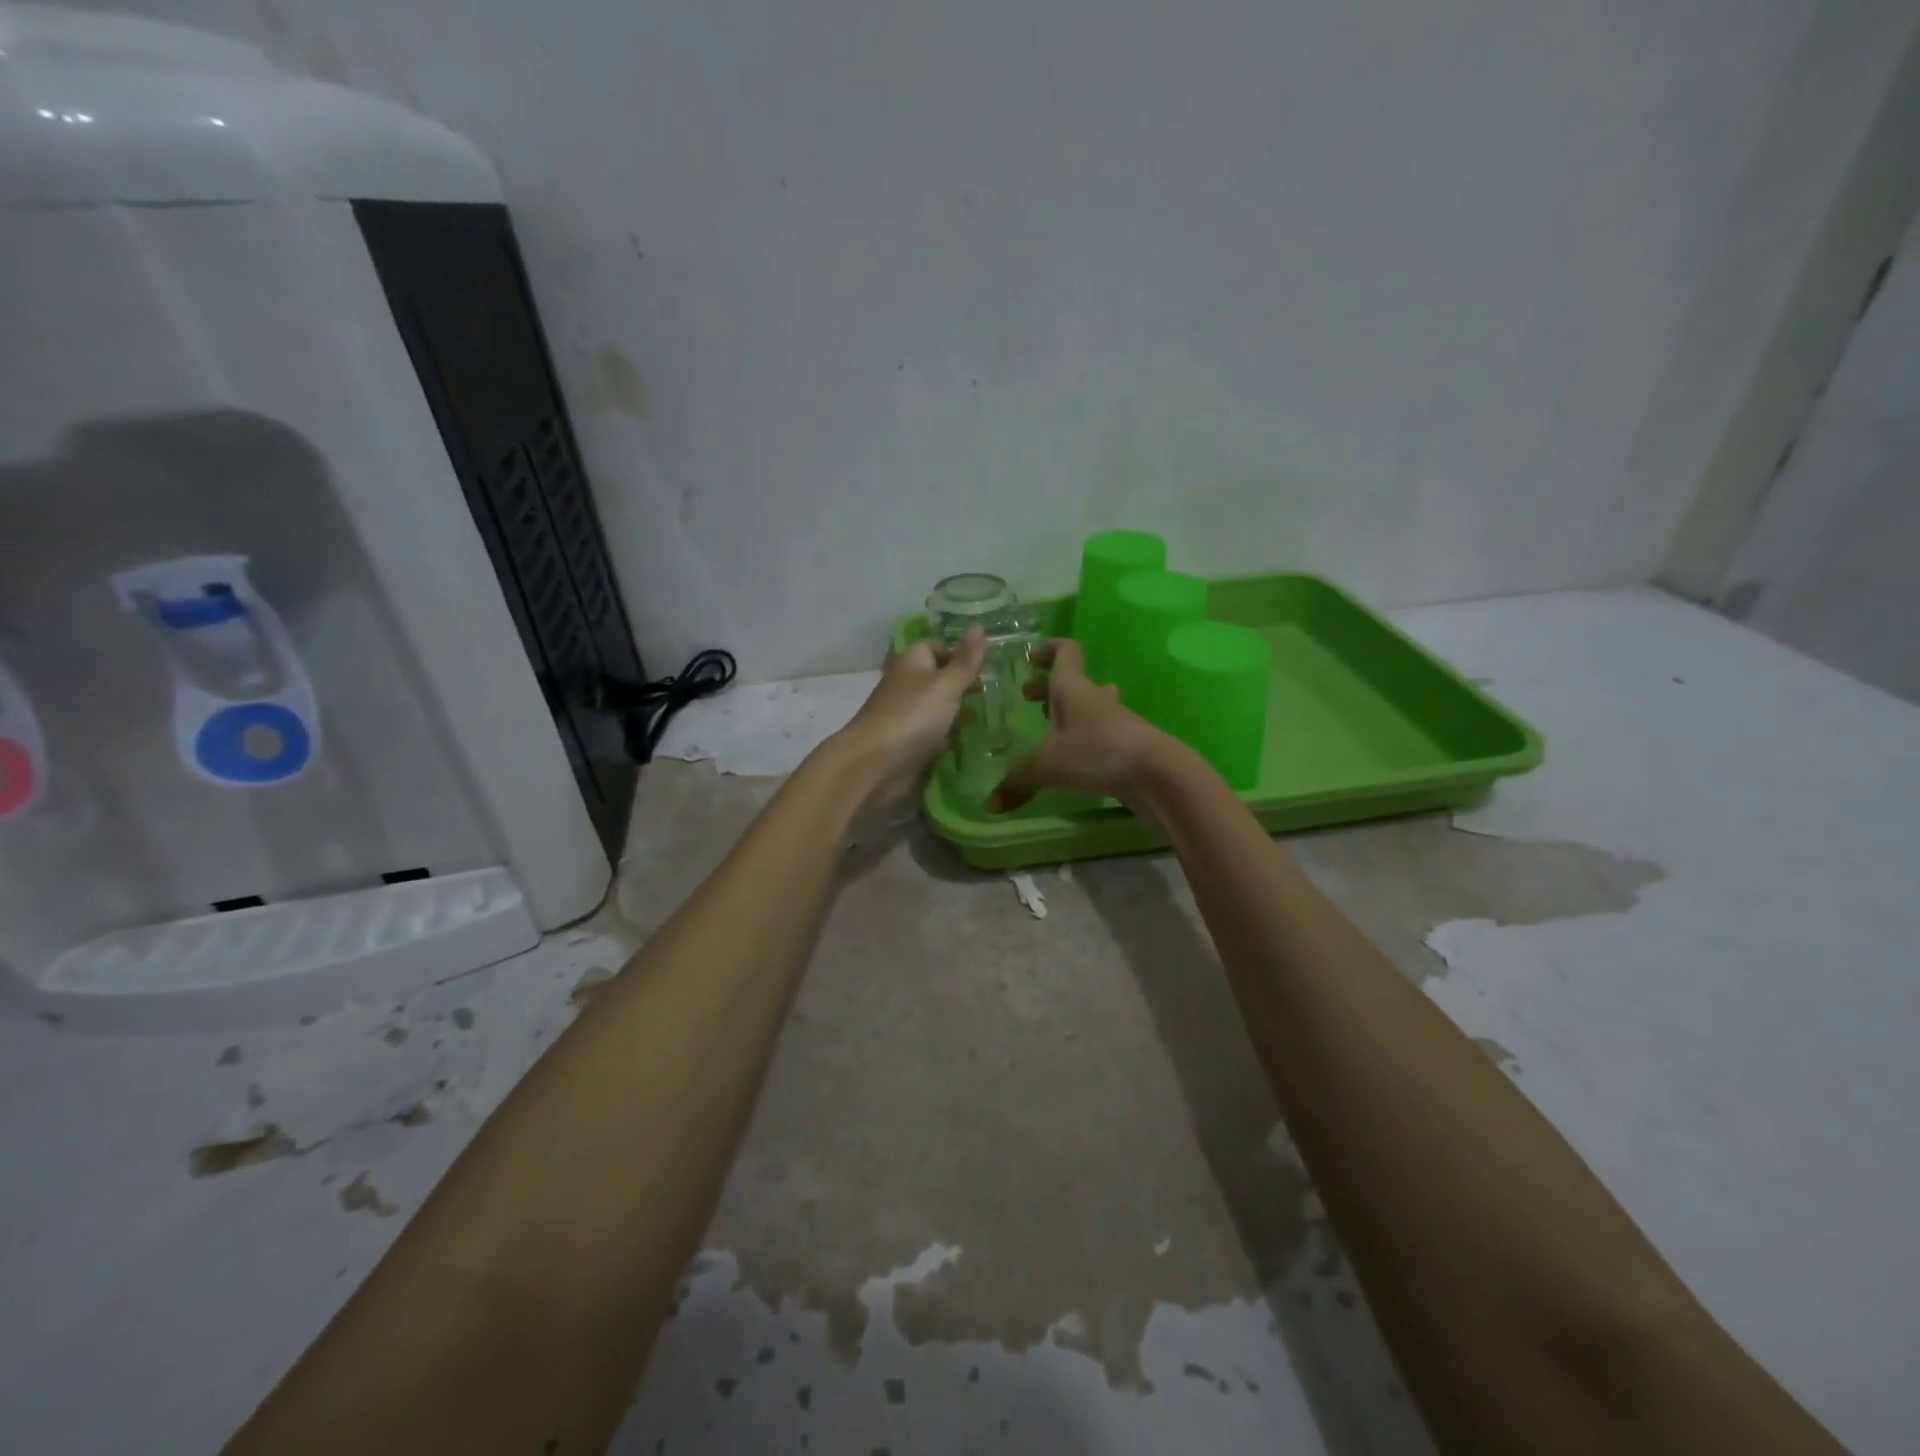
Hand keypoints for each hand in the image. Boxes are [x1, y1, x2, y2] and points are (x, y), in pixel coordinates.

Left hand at [831, 626, 987, 801]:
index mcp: (912, 662)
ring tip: (993, 717)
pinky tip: (973, 742)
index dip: (959, 654)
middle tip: (998, 693)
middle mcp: (907, 685)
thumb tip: (979, 625)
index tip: (986, 667)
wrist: (873, 764)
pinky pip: (934, 734)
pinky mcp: (908, 743)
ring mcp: (906, 715)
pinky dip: (950, 737)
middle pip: (939, 679)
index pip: (936, 647)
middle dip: (965, 687)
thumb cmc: (912, 716)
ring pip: (939, 709)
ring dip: (960, 714)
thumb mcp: (946, 685)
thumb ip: (965, 660)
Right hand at [990, 638, 1175, 812]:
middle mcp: (1094, 698)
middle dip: (1048, 689)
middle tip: (1028, 700)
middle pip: (1071, 683)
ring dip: (1070, 713)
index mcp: (1072, 688)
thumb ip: (1017, 782)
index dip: (1047, 650)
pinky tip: (1072, 759)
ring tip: (1050, 728)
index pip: (1064, 652)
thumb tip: (990, 803)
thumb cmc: (1097, 752)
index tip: (1030, 658)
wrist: (1156, 773)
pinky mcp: (1126, 744)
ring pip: (1089, 707)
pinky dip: (1084, 739)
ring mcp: (1114, 721)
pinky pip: (1100, 733)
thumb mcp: (1047, 766)